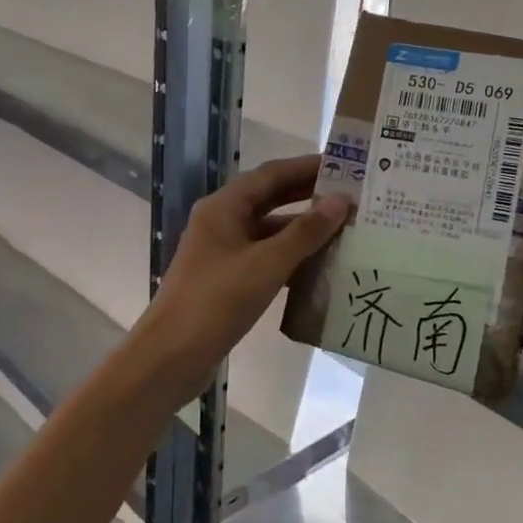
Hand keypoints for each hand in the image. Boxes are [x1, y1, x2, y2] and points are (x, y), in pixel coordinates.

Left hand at [135, 155, 347, 401]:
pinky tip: (321, 267)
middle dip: (308, 196)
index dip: (307, 167)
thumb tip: (340, 201)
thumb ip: (305, 232)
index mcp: (224, 207)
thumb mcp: (267, 264)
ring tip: (345, 230)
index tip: (345, 166)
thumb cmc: (217, 301)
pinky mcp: (227, 280)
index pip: (271, 174)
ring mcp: (223, 252)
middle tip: (351, 195)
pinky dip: (291, 258)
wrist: (172, 356)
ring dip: (303, 230)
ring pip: (269, 231)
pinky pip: (265, 258)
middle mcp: (221, 222)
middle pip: (270, 199)